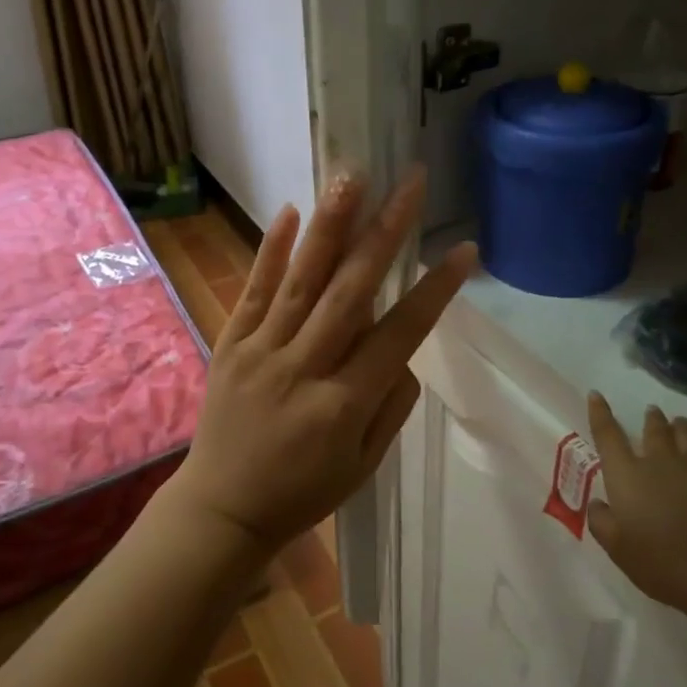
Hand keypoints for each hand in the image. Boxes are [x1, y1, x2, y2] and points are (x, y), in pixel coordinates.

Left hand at [171, 169, 476, 559]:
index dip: (435, 290)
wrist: (223, 510)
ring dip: (329, 226)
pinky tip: (290, 212)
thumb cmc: (304, 492)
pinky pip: (254, 292)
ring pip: (302, 280)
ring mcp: (263, 351)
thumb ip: (391, 403)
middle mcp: (306, 367)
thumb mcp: (365, 464)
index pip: (401, 333)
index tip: (464, 250)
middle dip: (384, 233)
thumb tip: (403, 349)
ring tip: (350, 177)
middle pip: (351, 291)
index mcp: (346, 403)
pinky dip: (271, 251)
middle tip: (408, 184)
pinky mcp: (231, 344)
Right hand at [585, 394, 686, 628]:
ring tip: (679, 426)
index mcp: (628, 475)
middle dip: (651, 419)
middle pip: (654, 428)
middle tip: (651, 413)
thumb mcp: (619, 551)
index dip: (600, 413)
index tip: (597, 395)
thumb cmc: (665, 565)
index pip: (607, 434)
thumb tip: (598, 503)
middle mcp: (661, 460)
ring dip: (680, 428)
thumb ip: (602, 523)